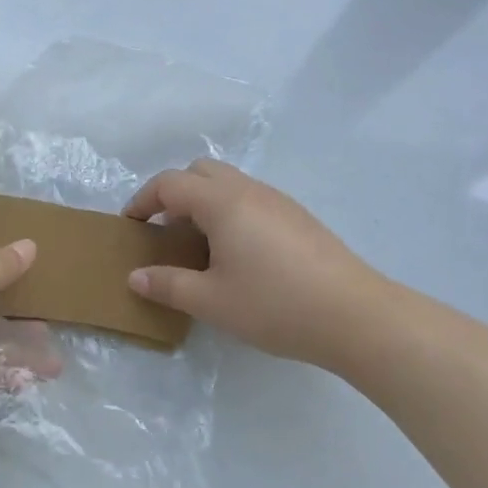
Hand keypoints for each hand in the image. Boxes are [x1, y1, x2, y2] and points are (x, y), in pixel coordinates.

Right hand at [124, 160, 389, 365]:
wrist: (356, 316)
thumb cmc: (275, 305)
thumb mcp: (211, 301)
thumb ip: (167, 285)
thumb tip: (135, 276)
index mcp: (221, 202)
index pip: (170, 183)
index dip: (143, 200)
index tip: (131, 225)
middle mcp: (248, 190)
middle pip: (200, 171)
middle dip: (175, 193)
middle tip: (166, 230)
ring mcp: (277, 200)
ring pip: (228, 183)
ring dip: (204, 202)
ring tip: (200, 246)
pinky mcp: (298, 217)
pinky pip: (251, 198)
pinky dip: (230, 212)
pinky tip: (238, 255)